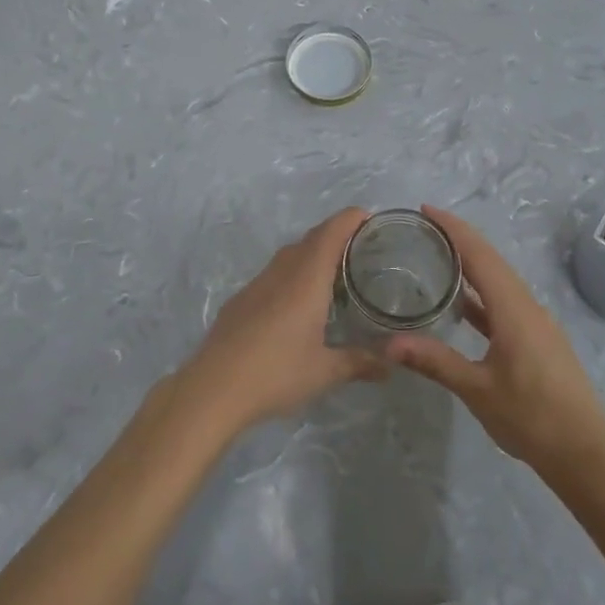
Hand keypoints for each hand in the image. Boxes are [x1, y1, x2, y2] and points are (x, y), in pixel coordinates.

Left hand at [178, 208, 386, 436]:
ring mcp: (257, 283)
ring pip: (289, 255)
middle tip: (359, 247)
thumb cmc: (276, 373)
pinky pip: (273, 273)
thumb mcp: (324, 372)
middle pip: (311, 239)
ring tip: (332, 272)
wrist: (214, 387)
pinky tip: (297, 301)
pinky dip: (292, 273)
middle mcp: (282, 272)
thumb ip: (359, 363)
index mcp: (306, 279)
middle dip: (335, 234)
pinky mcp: (241, 299)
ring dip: (311, 253)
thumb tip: (391, 365)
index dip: (349, 219)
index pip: (330, 233)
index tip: (368, 217)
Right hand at [386, 206, 604, 483]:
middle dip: (459, 239)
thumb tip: (389, 344)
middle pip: (491, 260)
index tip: (425, 210)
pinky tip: (461, 305)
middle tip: (423, 229)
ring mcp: (536, 323)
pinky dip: (481, 294)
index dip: (453, 228)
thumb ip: (435, 361)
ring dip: (471, 265)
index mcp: (513, 308)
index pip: (479, 254)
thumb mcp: (478, 389)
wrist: (586, 454)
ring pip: (499, 281)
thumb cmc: (532, 418)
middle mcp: (527, 305)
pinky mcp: (538, 340)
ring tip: (436, 258)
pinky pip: (505, 302)